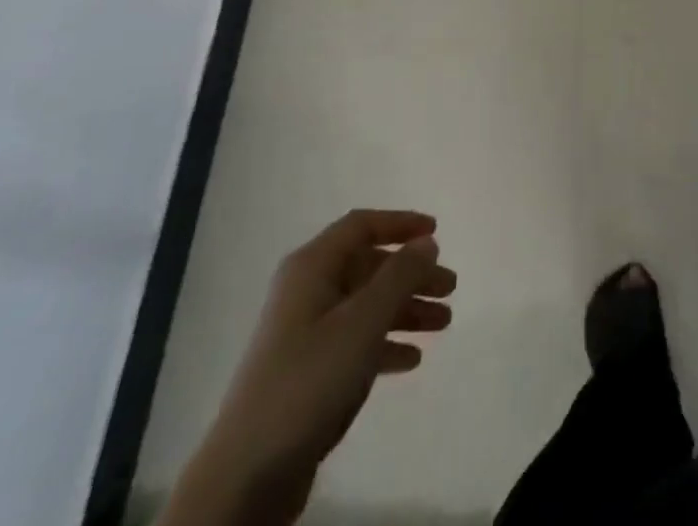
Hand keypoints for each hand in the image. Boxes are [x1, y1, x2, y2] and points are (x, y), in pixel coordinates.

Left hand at [171, 210, 456, 523]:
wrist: (247, 474)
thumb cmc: (309, 379)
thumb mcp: (362, 321)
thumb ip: (399, 276)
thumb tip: (426, 242)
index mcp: (312, 267)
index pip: (361, 226)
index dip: (400, 224)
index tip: (436, 232)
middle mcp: (307, 291)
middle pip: (368, 267)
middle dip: (411, 274)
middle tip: (450, 287)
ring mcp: (305, 333)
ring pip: (366, 306)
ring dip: (405, 310)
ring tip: (444, 324)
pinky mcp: (307, 372)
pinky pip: (355, 342)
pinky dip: (385, 344)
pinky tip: (411, 360)